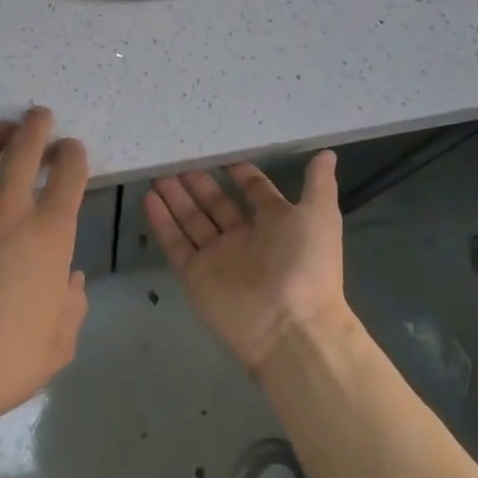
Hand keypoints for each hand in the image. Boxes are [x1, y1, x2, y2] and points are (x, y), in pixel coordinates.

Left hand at [0, 107, 90, 431]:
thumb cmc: (3, 360)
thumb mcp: (59, 342)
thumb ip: (72, 303)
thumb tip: (69, 279)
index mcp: (49, 232)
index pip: (69, 170)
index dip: (73, 153)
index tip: (71, 153)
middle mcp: (9, 207)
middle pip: (25, 143)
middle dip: (37, 124)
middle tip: (40, 117)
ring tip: (5, 131)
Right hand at [145, 152, 351, 376]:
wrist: (290, 327)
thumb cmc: (307, 264)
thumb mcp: (320, 215)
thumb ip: (318, 183)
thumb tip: (327, 153)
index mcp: (276, 224)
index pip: (254, 192)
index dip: (239, 173)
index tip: (220, 151)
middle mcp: (245, 239)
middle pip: (216, 204)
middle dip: (198, 182)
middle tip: (178, 157)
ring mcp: (218, 258)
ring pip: (192, 220)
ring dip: (176, 196)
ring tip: (157, 172)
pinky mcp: (196, 276)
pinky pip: (176, 244)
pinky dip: (162, 222)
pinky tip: (149, 198)